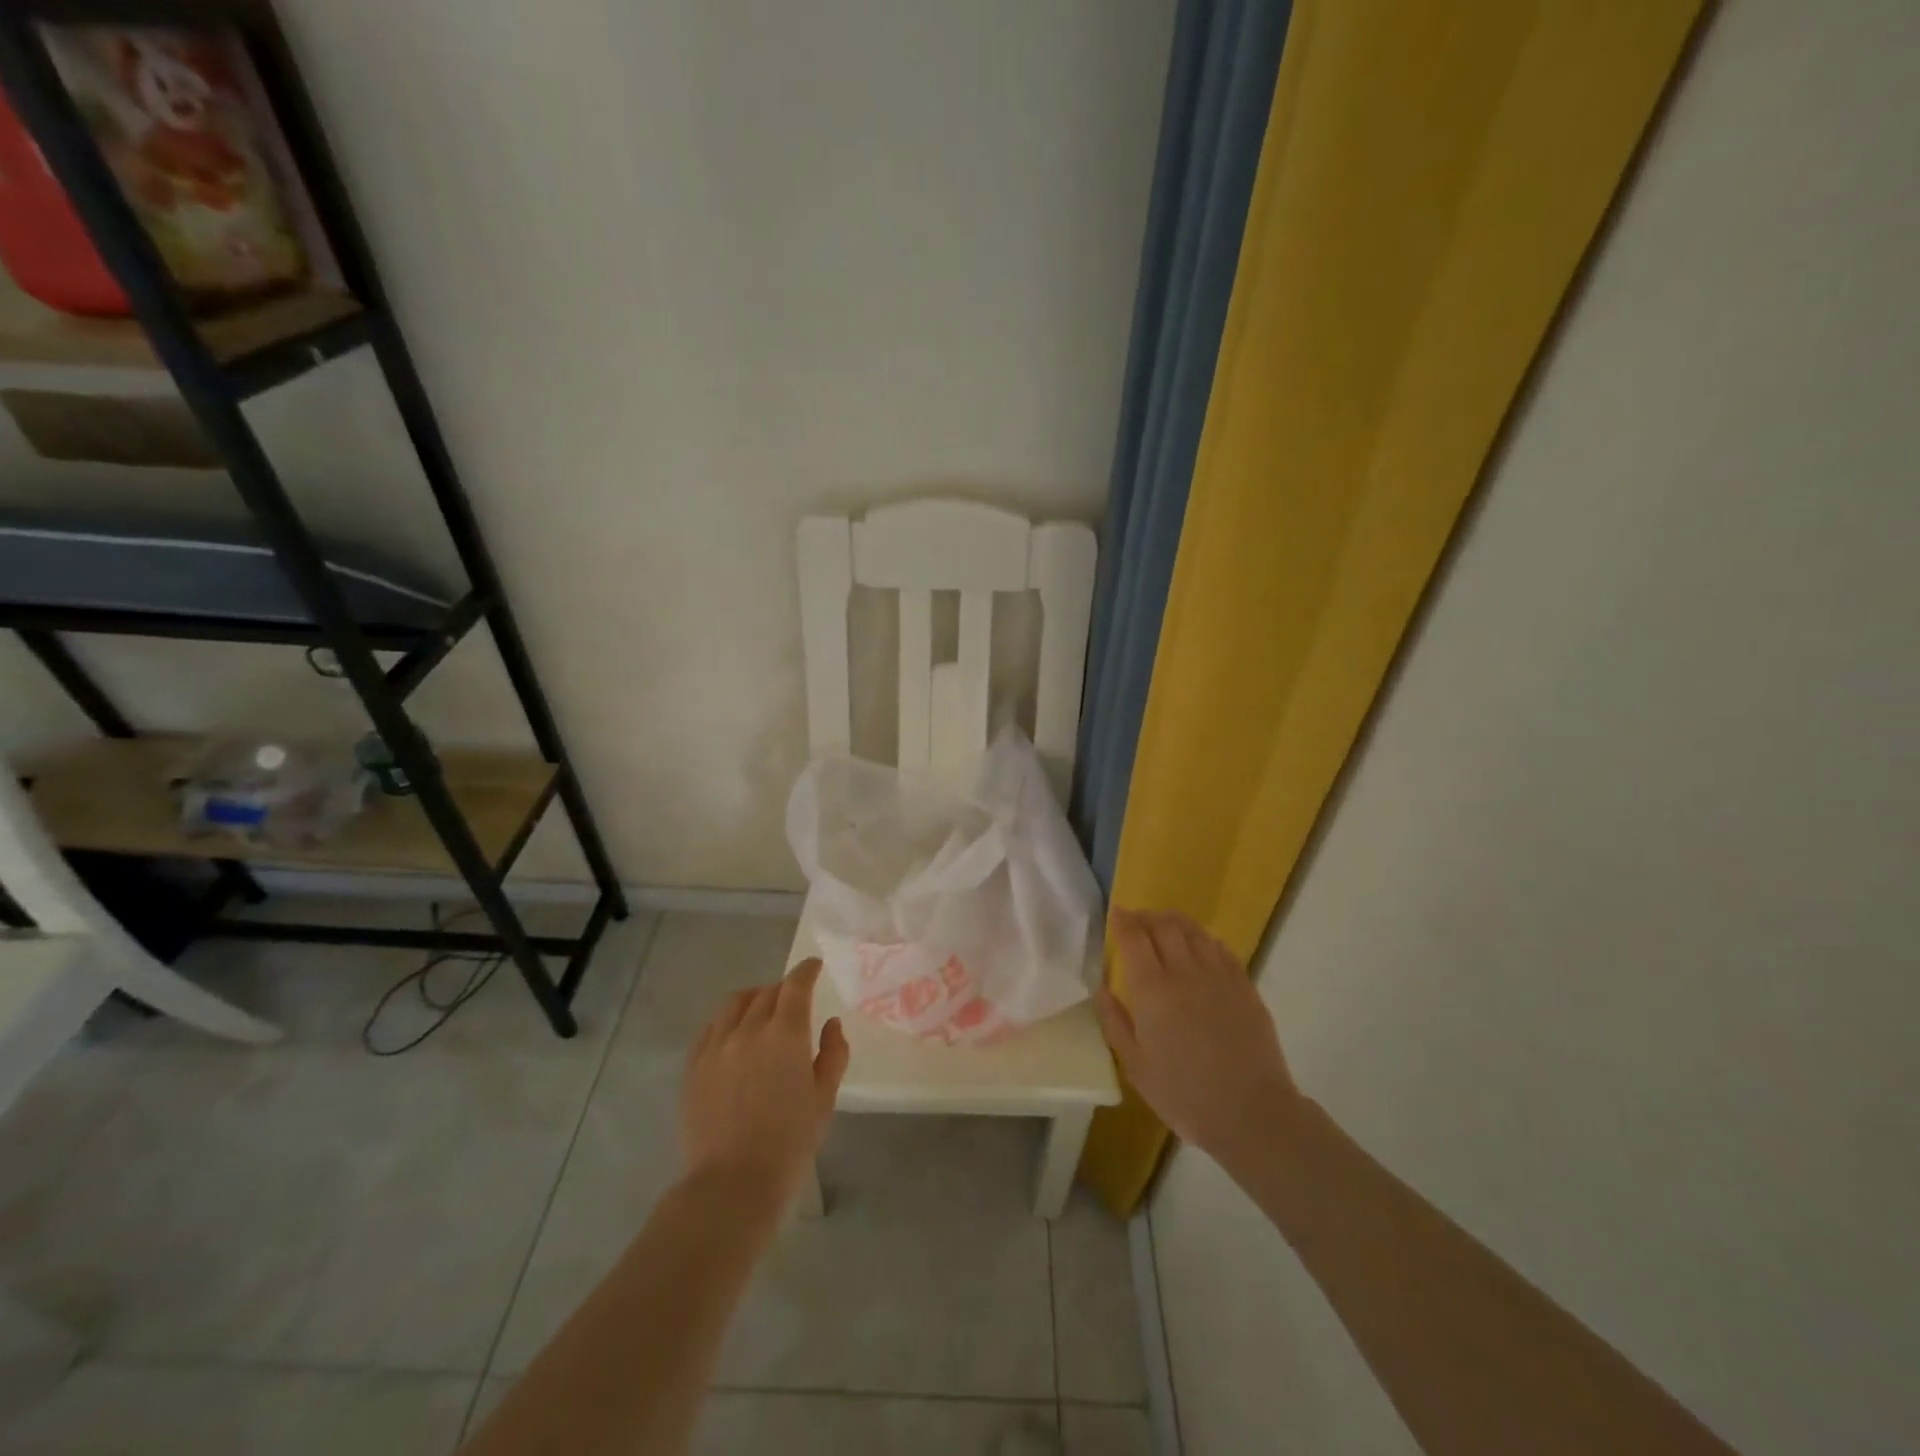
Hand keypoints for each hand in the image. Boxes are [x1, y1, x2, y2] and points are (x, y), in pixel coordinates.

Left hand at [681, 958, 849, 1209]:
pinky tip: (732, 1034)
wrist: (733, 1182)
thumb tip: (831, 1024)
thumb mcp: (824, 1098)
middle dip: (783, 990)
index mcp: (786, 1033)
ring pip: (734, 1004)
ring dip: (753, 999)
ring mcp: (716, 1046)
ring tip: (760, 1010)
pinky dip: (726, 1021)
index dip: (806, 971)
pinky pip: (710, 1028)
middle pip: (766, 993)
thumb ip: (833, 1054)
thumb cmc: (790, 1142)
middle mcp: (749, 1029)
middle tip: (792, 1001)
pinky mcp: (694, 1066)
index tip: (814, 966)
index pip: (796, 985)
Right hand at [1096, 909, 1302, 1168]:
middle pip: (1164, 925)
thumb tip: (1102, 989)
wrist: (1251, 1112)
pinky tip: (1199, 946)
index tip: (1114, 913)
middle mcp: (1185, 971)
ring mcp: (1219, 975)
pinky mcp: (1244, 985)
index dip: (1122, 920)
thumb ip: (1115, 1022)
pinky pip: (1220, 948)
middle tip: (1136, 920)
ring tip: (1164, 925)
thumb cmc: (1184, 1094)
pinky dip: (1203, 939)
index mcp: (1152, 989)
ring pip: (1194, 931)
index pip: (1134, 937)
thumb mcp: (1136, 1066)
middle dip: (1146, 916)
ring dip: (1174, 921)